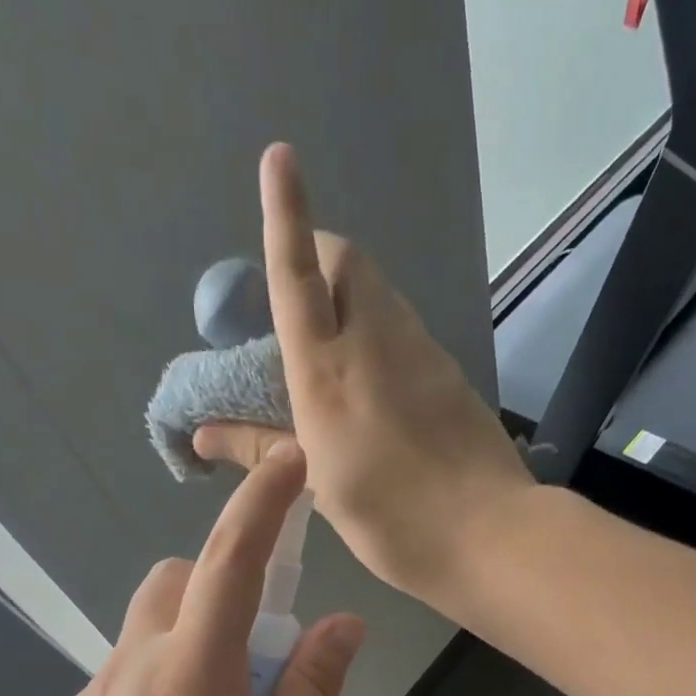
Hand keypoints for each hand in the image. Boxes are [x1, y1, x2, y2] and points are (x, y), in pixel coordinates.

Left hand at [3, 443, 363, 695]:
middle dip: (223, 586)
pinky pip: (126, 670)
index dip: (263, 504)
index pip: (231, 561)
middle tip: (263, 659)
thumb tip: (340, 625)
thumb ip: (313, 691)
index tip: (287, 461)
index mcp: (193, 672)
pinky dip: (163, 675)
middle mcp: (132, 665)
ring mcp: (93, 695)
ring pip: (147, 626)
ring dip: (193, 636)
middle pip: (176, 581)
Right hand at [194, 143, 533, 612]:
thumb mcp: (319, 489)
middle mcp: (378, 345)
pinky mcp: (454, 377)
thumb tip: (203, 434)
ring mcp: (425, 356)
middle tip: (303, 304)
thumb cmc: (394, 522)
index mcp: (329, 374)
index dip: (286, 217)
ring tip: (338, 356)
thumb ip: (263, 450)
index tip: (281, 159)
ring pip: (384, 298)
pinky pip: (409, 335)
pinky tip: (383, 391)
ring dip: (355, 301)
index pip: (300, 276)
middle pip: (352, 265)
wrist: (492, 536)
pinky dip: (385, 339)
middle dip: (323, 259)